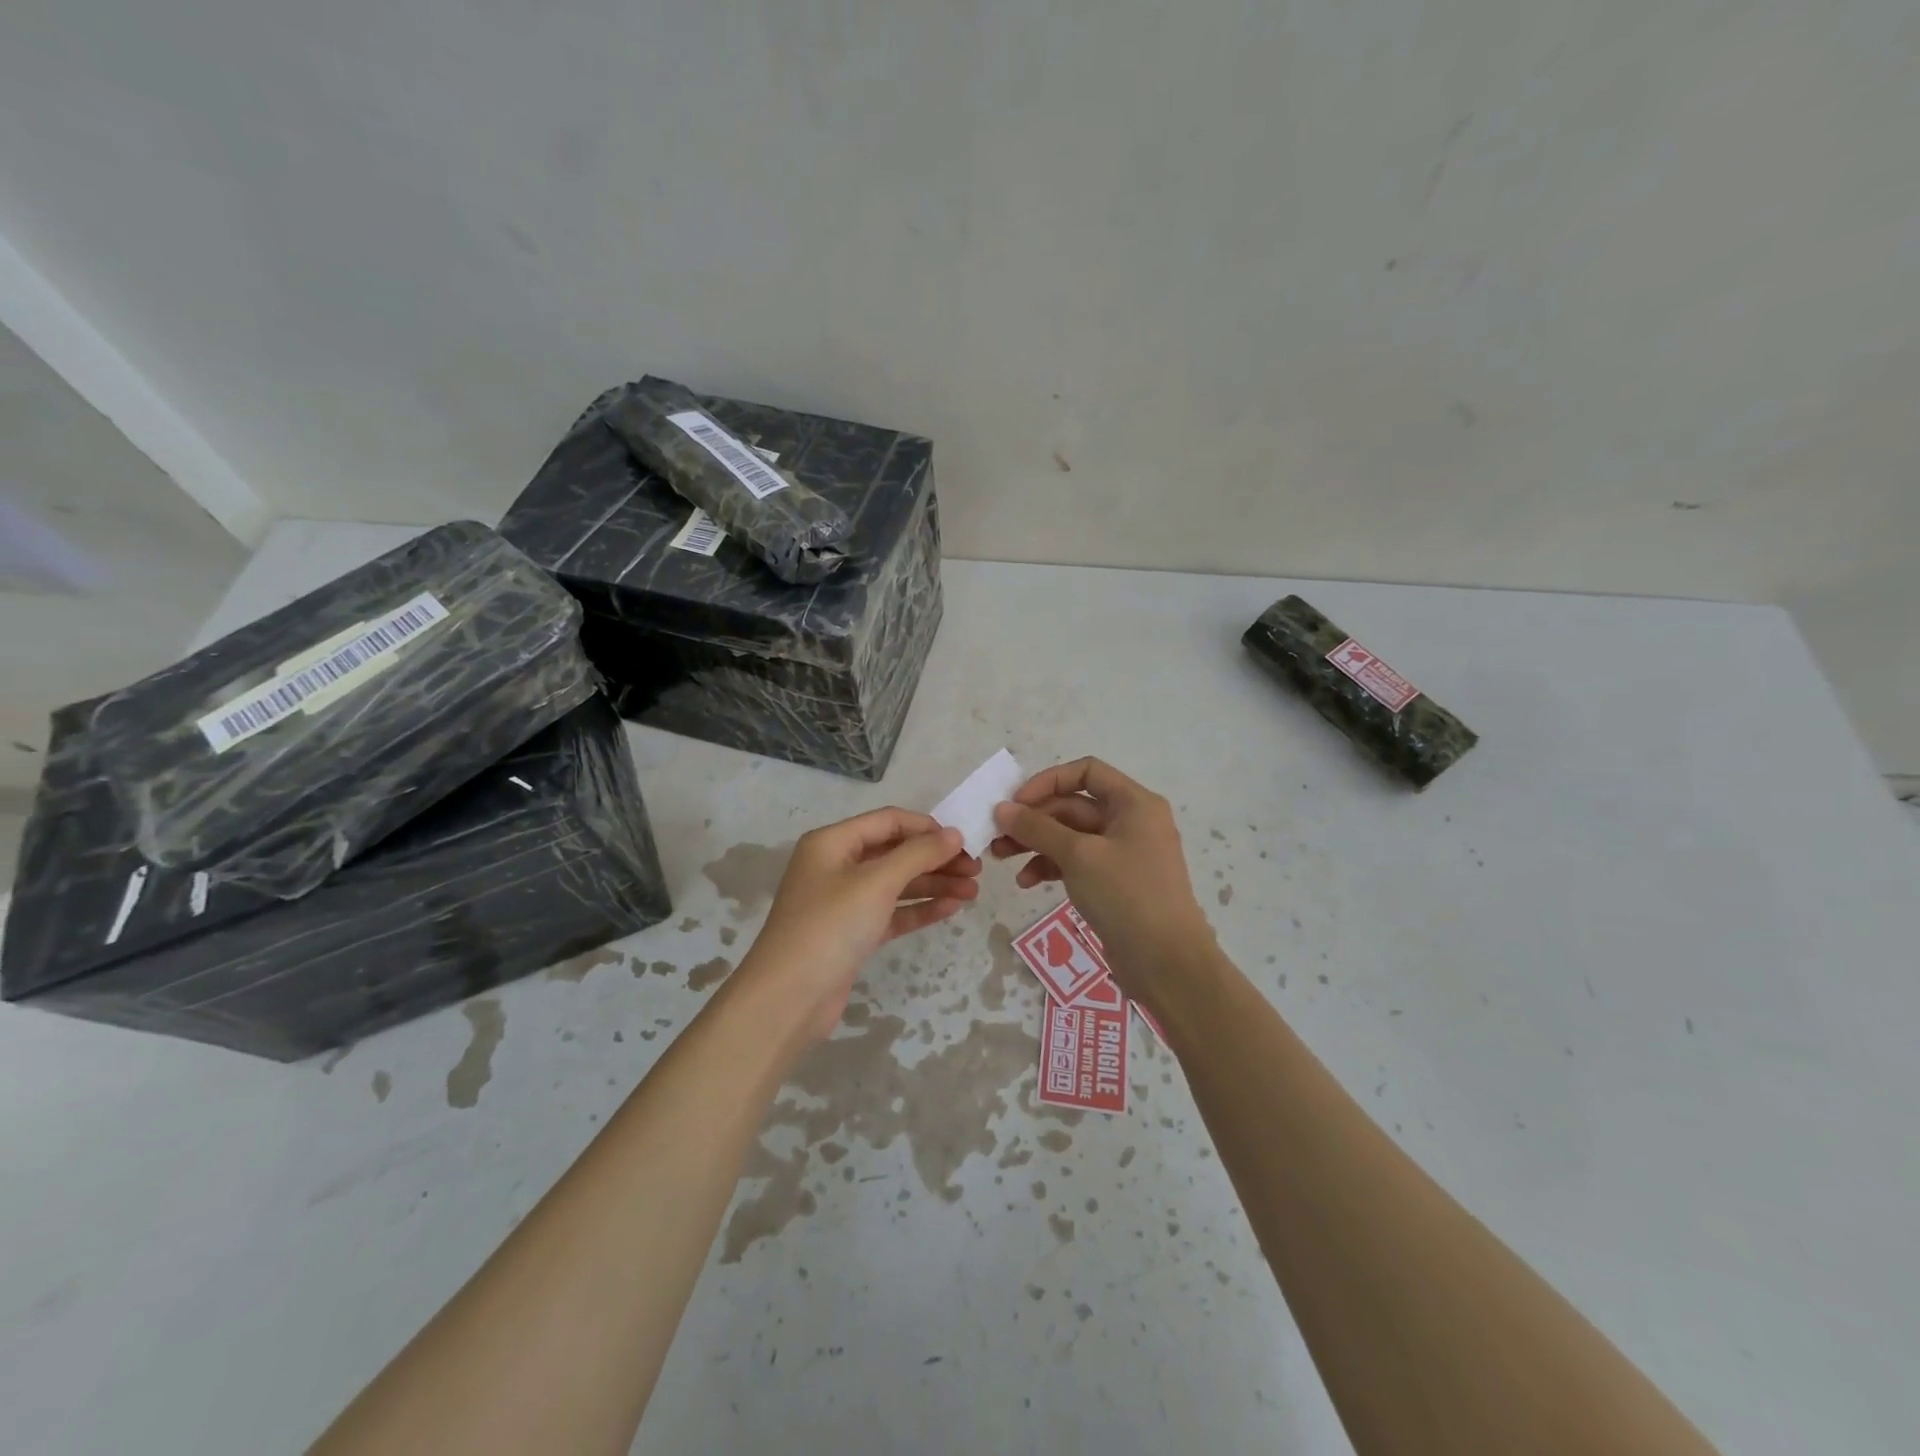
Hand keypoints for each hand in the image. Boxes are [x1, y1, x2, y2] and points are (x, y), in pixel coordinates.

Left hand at [738, 808, 979, 1043]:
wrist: (789, 998)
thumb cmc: (830, 926)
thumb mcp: (876, 882)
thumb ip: (918, 854)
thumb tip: (954, 834)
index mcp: (833, 842)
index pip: (888, 821)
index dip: (927, 828)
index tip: (964, 842)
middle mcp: (837, 866)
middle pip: (895, 852)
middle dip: (935, 859)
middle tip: (976, 870)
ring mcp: (844, 901)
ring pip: (897, 884)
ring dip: (933, 884)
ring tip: (973, 892)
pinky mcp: (853, 933)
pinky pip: (892, 912)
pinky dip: (919, 908)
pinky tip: (951, 908)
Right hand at [989, 757, 1211, 1007]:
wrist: (1167, 963)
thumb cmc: (1127, 895)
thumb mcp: (1078, 855)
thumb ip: (1037, 828)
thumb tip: (1002, 808)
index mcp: (1134, 803)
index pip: (1086, 772)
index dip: (1048, 781)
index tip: (1016, 802)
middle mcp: (1131, 822)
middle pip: (1074, 805)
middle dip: (1033, 819)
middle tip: (996, 835)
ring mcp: (1123, 854)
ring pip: (1071, 836)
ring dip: (1035, 843)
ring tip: (1000, 858)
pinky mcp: (1114, 883)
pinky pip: (1076, 863)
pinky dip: (1051, 867)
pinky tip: (1026, 882)